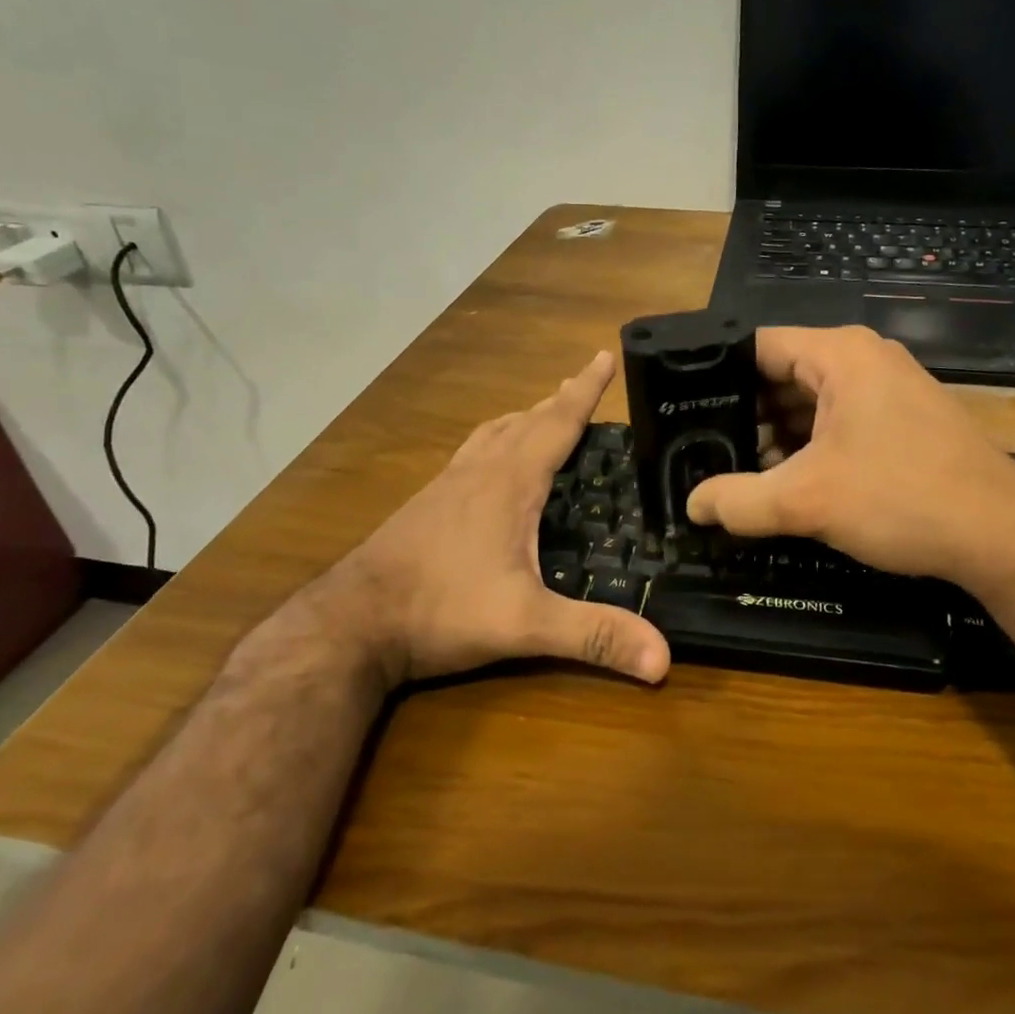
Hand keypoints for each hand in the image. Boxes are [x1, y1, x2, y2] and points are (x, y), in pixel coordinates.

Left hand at [304, 352, 670, 688]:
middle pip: (526, 421)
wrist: (349, 624)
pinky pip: (471, 454)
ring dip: (524, 418)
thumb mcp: (525, 624)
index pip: (557, 423)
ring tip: (542, 414)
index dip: (585, 390)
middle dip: (559, 400)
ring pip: (493, 434)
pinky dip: (494, 442)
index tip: (603, 355)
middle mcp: (478, 472)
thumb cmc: (440, 610)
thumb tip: (665, 658)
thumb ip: (594, 636)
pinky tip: (490, 467)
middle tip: (583, 383)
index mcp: (509, 482)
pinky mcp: (426, 505)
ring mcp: (447, 486)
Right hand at [685, 327, 1014, 596]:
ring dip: (778, 437)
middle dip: (746, 414)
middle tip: (703, 450)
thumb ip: (739, 500)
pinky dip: (812, 447)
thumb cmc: (902, 498)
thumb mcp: (807, 500)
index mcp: (840, 354)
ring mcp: (889, 389)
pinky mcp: (904, 420)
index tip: (683, 410)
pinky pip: (841, 421)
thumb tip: (692, 505)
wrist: (1003, 535)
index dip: (716, 376)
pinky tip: (790, 483)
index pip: (757, 346)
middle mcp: (865, 360)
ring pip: (811, 403)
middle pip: (783, 375)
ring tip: (739, 473)